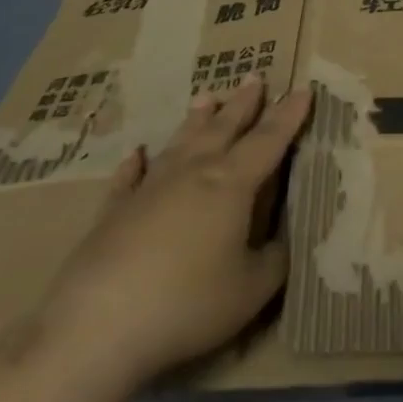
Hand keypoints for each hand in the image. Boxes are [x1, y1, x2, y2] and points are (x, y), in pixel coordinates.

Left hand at [31, 74, 312, 392]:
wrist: (100, 324)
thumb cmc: (188, 302)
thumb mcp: (251, 290)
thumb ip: (274, 259)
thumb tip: (283, 239)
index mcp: (232, 183)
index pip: (269, 140)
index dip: (288, 115)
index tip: (303, 88)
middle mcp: (193, 172)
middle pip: (224, 127)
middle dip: (243, 103)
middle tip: (255, 77)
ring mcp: (150, 187)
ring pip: (181, 142)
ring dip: (197, 119)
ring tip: (207, 97)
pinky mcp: (115, 210)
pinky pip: (129, 178)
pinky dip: (135, 164)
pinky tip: (135, 154)